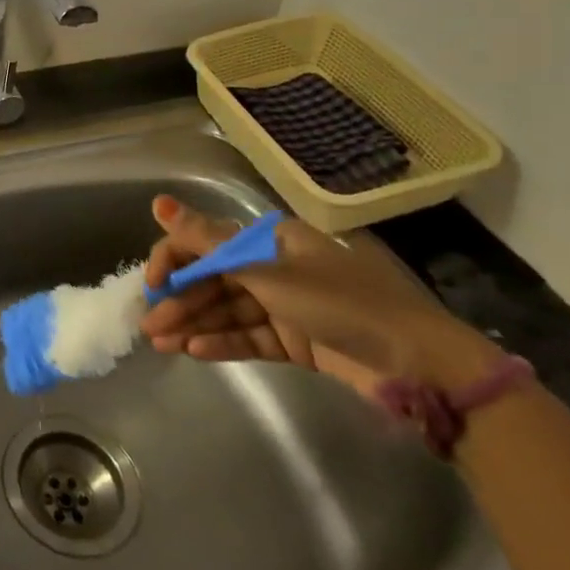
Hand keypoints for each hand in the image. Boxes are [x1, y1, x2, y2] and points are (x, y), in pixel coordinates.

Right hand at [139, 195, 500, 389]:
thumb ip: (207, 242)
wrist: (421, 366)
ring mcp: (286, 306)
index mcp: (271, 240)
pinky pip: (250, 337)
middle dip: (180, 300)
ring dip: (194, 324)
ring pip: (228, 311)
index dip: (174, 259)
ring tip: (161, 344)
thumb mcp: (268, 270)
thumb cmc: (341, 303)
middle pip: (214, 280)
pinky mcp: (297, 341)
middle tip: (148, 325)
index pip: (206, 243)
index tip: (150, 285)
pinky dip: (223, 342)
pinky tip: (195, 351)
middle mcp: (275, 267)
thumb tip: (157, 202)